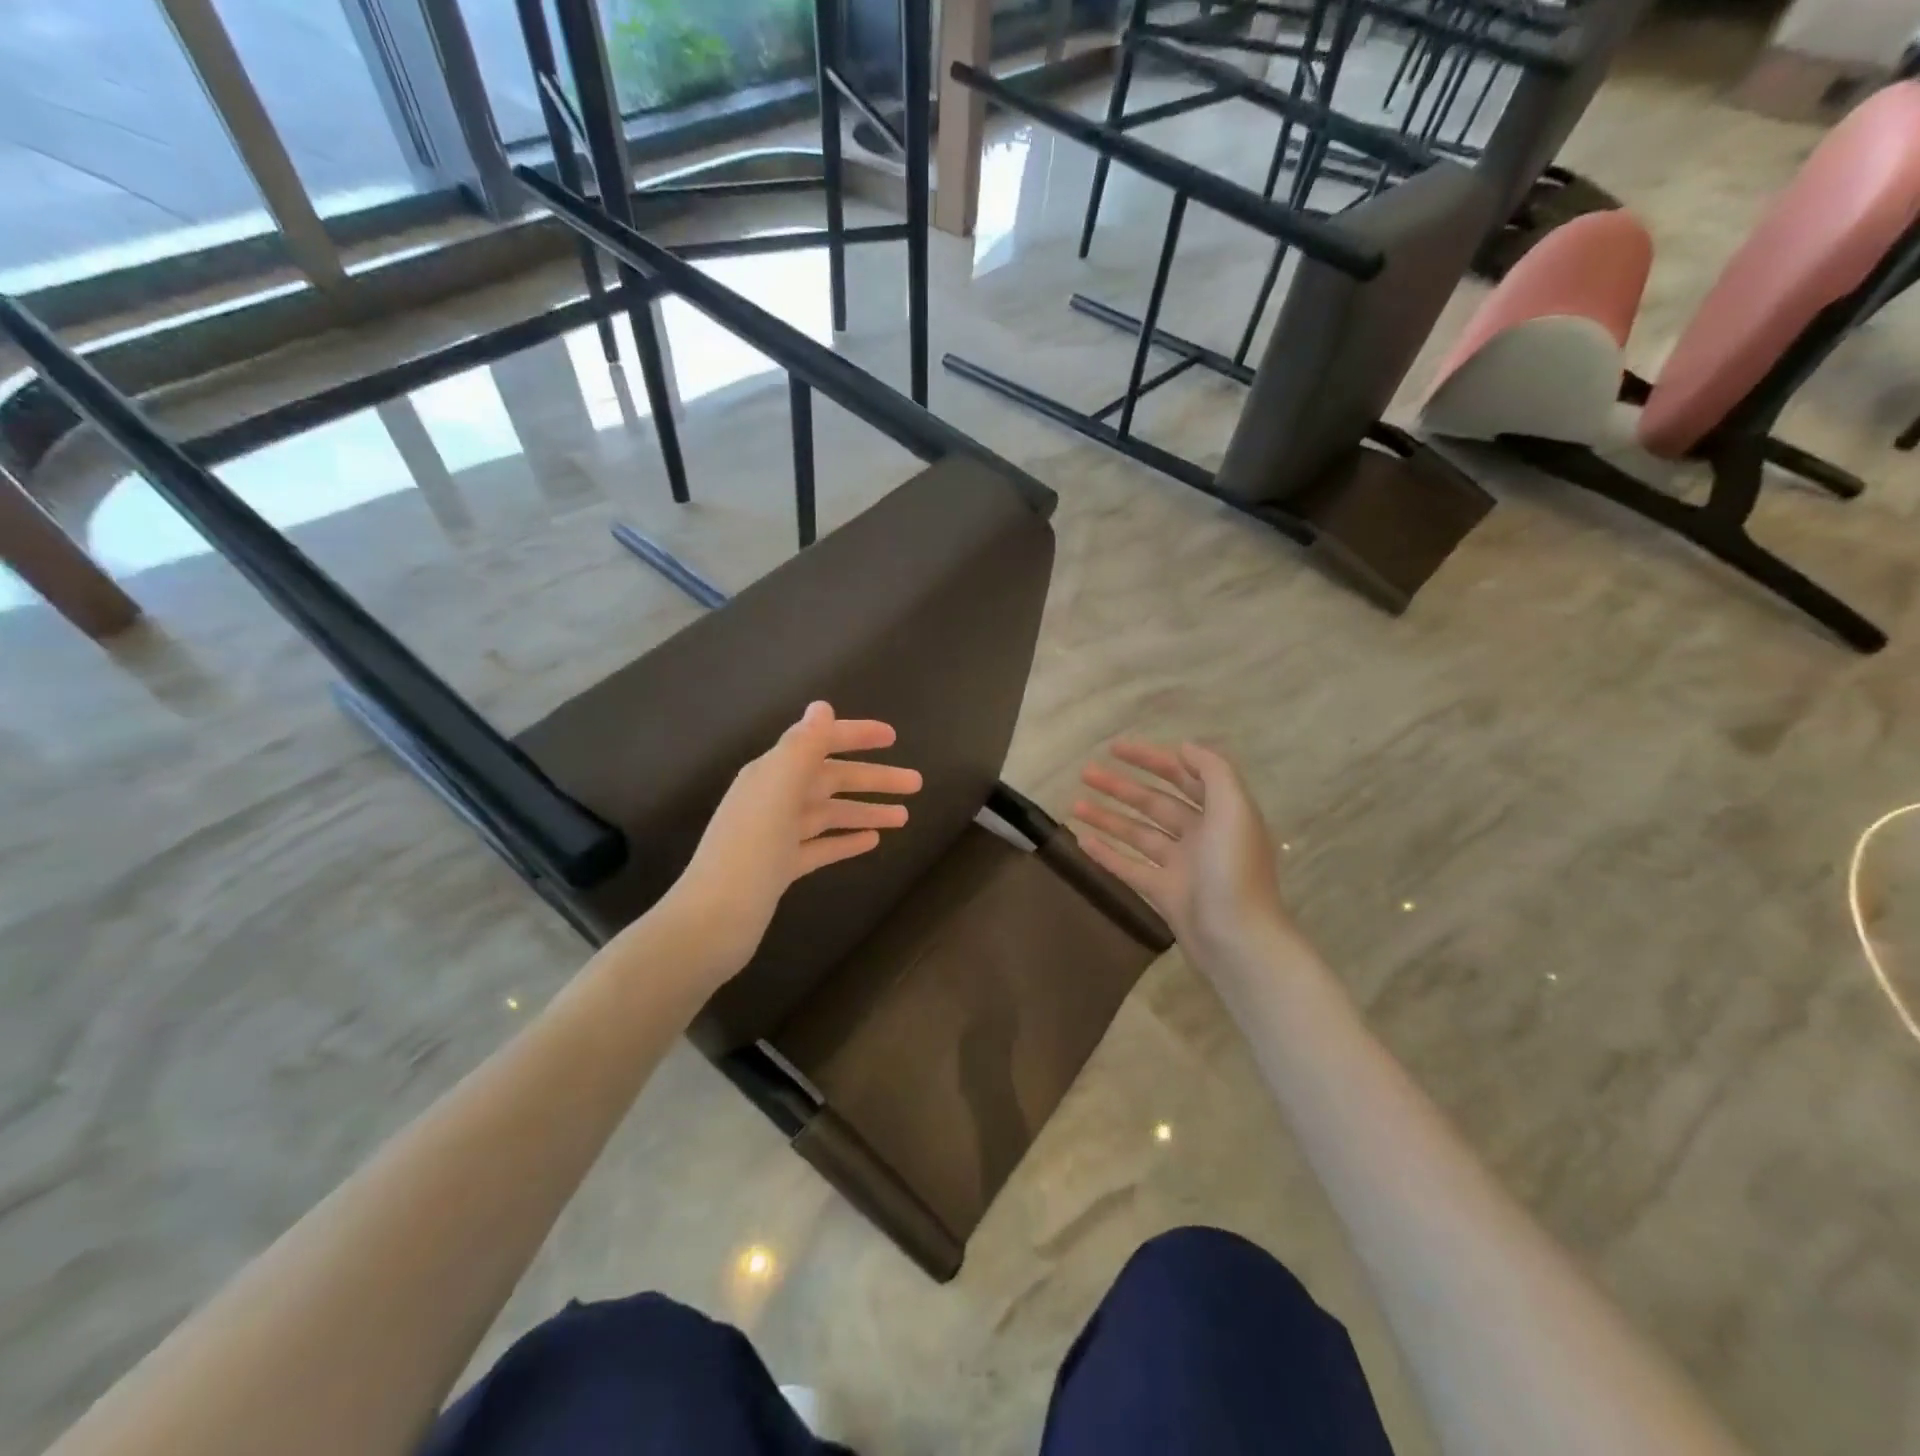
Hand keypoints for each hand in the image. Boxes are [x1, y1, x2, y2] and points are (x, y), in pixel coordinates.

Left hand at [665, 701, 921, 979]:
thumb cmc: (749, 851)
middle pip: (831, 780)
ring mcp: (777, 835)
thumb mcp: (776, 790)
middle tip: (916, 783)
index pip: (819, 743)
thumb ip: (802, 747)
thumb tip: (822, 706)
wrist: (713, 921)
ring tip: (905, 816)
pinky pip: (821, 846)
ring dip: (866, 810)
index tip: (893, 736)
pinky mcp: (781, 868)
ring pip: (830, 814)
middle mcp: (774, 798)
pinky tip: (873, 842)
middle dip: (873, 779)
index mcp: (771, 774)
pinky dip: (846, 840)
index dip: (855, 736)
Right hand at [1073, 740, 1293, 964]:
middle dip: (1122, 786)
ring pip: (1139, 834)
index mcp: (1222, 813)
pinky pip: (1131, 867)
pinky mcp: (1165, 894)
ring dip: (1108, 817)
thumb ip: (1214, 772)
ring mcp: (1182, 866)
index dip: (1151, 759)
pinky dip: (1108, 854)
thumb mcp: (1234, 810)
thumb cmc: (1234, 871)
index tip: (1116, 748)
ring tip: (1074, 805)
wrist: (1239, 941)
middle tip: (1086, 772)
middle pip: (1155, 803)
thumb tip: (1185, 747)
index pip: (1183, 775)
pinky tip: (1082, 841)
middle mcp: (1202, 835)